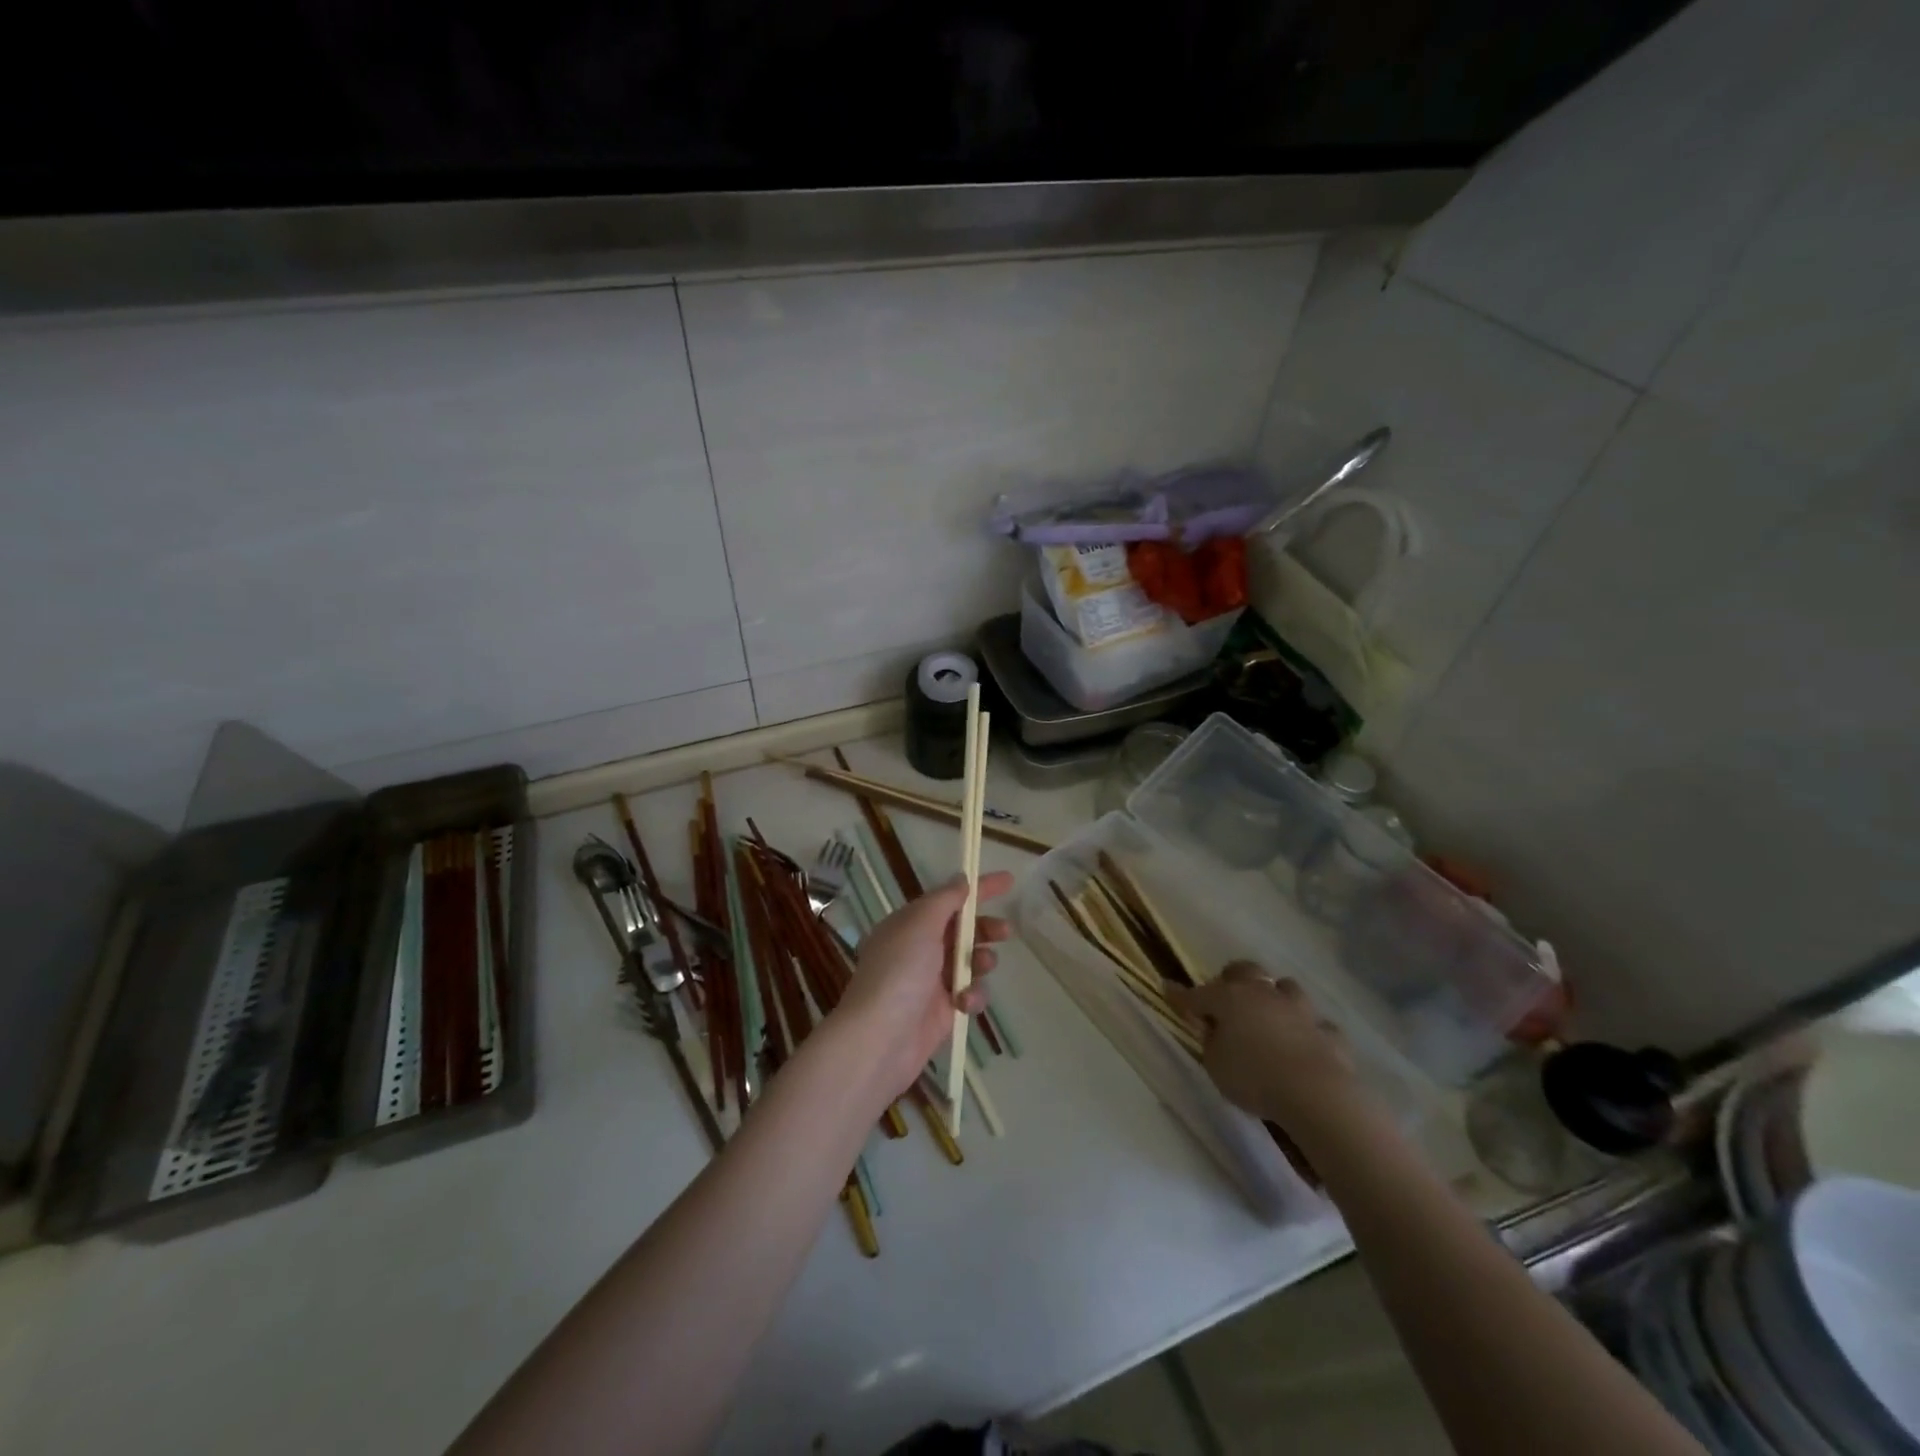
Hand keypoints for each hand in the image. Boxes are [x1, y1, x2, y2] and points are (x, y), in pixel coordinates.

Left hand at [832, 870, 1013, 1098]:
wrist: (880, 1039)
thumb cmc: (899, 972)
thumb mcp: (920, 924)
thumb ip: (945, 900)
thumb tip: (962, 879)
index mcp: (908, 924)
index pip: (948, 898)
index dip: (978, 888)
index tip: (1009, 881)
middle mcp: (918, 949)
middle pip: (962, 930)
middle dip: (985, 927)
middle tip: (1005, 931)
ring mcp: (931, 981)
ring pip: (970, 961)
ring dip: (981, 960)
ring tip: (983, 965)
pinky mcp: (943, 1010)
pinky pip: (969, 993)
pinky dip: (973, 994)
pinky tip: (965, 1002)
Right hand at [1168, 963, 1359, 1131]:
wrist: (1315, 1093)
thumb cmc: (1253, 1077)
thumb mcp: (1215, 1065)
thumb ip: (1212, 1042)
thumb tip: (1215, 1029)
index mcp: (1230, 999)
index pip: (1197, 994)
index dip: (1180, 995)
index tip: (1167, 988)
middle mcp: (1264, 994)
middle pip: (1245, 971)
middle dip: (1233, 979)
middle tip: (1227, 997)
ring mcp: (1300, 1010)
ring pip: (1286, 988)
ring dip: (1277, 998)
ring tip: (1271, 1015)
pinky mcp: (1328, 1033)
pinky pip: (1317, 1025)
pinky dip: (1310, 1032)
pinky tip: (1306, 1045)